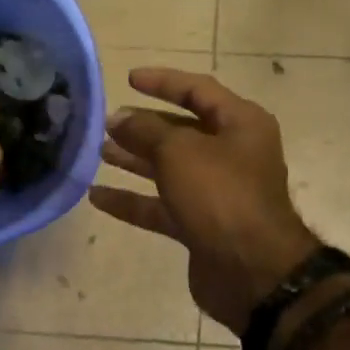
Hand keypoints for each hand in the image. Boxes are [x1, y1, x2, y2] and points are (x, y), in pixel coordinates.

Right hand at [90, 68, 320, 334]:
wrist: (252, 271)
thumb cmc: (221, 195)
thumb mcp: (179, 151)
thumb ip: (145, 130)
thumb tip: (119, 119)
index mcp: (240, 124)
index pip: (198, 90)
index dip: (163, 82)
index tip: (128, 79)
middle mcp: (232, 154)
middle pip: (182, 130)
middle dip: (144, 125)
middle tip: (107, 122)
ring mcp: (217, 192)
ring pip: (169, 168)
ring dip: (135, 160)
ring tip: (99, 152)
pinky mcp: (201, 225)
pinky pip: (161, 206)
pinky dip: (133, 200)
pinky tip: (97, 196)